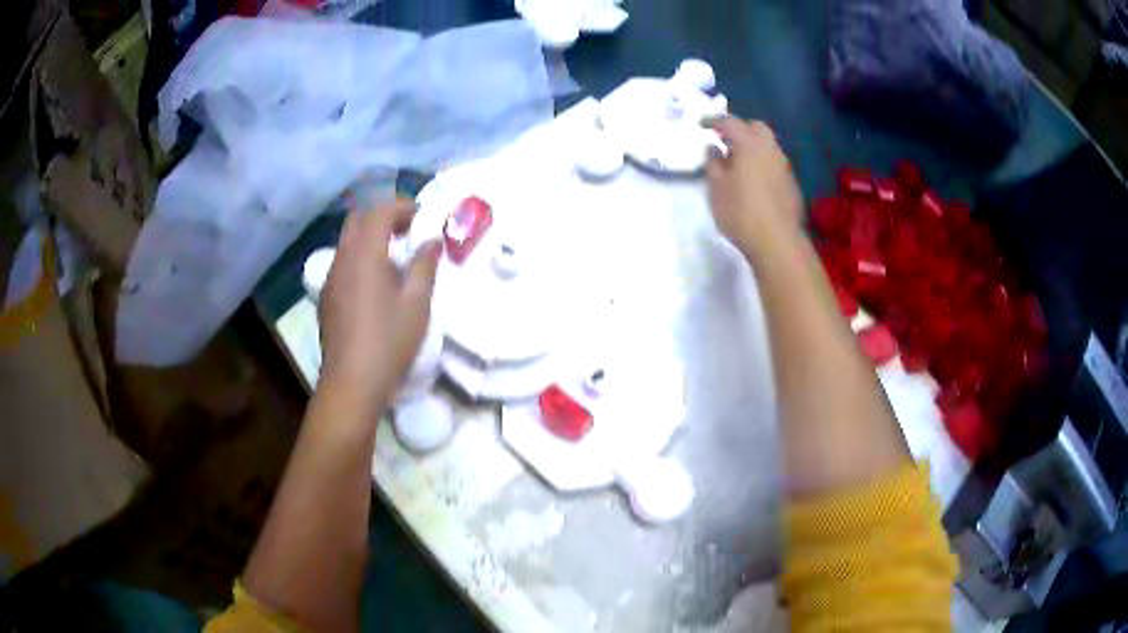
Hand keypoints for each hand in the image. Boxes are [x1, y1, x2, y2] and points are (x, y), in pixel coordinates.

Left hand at [318, 199, 441, 413]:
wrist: (351, 383)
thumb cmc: (389, 341)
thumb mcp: (417, 304)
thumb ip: (425, 266)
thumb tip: (432, 241)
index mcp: (365, 255)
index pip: (379, 213)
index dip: (401, 206)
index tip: (422, 214)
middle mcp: (342, 260)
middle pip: (357, 221)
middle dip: (382, 216)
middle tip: (407, 230)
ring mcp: (331, 280)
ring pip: (347, 242)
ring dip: (370, 238)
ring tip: (395, 258)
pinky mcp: (327, 299)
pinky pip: (343, 263)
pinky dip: (360, 258)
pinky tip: (376, 285)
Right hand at [706, 118, 803, 258]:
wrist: (777, 241)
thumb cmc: (741, 212)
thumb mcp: (716, 188)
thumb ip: (713, 164)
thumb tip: (713, 149)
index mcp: (749, 144)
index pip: (730, 122)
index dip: (714, 121)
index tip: (701, 125)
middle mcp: (770, 149)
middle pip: (756, 128)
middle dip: (739, 129)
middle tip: (723, 140)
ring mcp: (784, 166)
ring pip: (767, 145)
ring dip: (752, 147)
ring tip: (737, 162)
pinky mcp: (791, 183)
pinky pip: (774, 163)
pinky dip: (761, 163)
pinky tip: (753, 180)